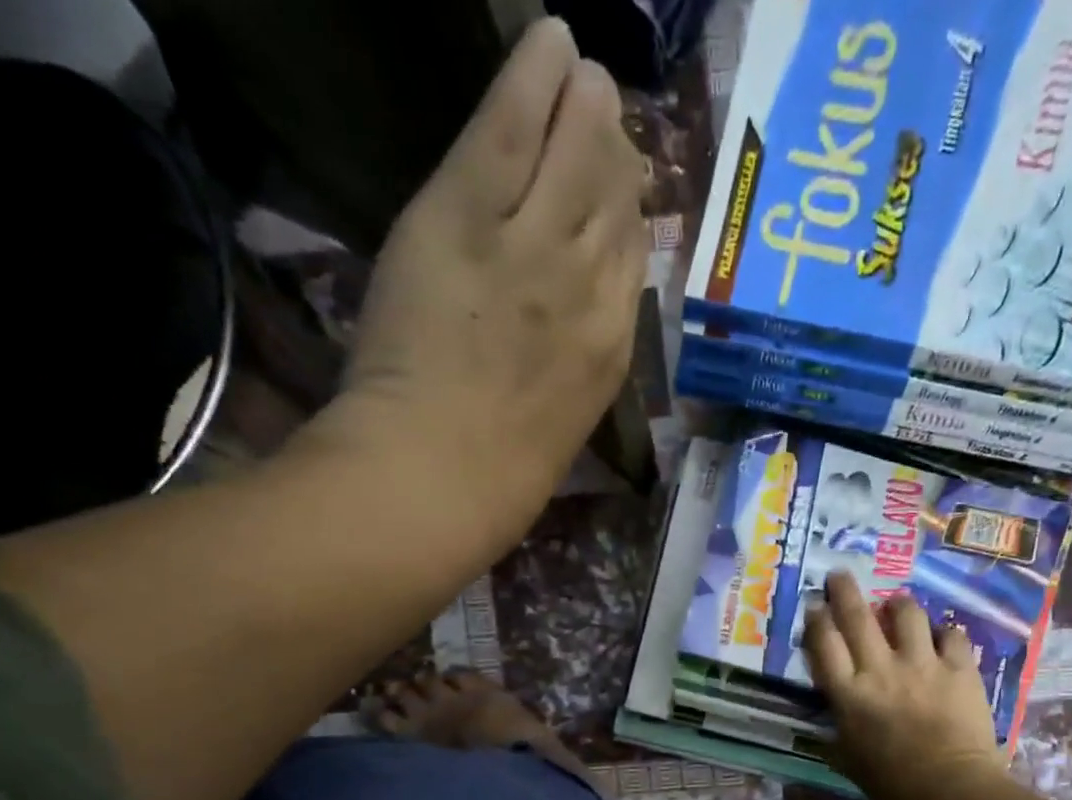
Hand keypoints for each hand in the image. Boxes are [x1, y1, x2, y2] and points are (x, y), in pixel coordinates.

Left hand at [339, 19, 647, 540]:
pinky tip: (549, 38)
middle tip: (601, 110)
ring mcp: (533, 247)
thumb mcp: (560, 433)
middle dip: (612, 151)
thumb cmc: (497, 483)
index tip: (618, 188)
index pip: (634, 259)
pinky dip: (533, 76)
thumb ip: (576, 375)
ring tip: (579, 69)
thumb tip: (580, 340)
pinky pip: (513, 126)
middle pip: (617, 199)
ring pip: (577, 151)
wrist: (437, 480)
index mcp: (611, 351)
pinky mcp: (469, 217)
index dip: (628, 214)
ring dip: (582, 103)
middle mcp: (590, 288)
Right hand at [803, 571, 1006, 799]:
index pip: (824, 645)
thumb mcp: (848, 761)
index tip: (815, 607)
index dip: (817, 621)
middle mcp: (881, 670)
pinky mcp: (959, 668)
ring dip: (898, 605)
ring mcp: (922, 665)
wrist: (952, 788)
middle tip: (839, 575)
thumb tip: (832, 722)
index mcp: (849, 695)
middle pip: (857, 617)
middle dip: (844, 591)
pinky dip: (945, 634)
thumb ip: (838, 733)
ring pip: (907, 614)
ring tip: (896, 605)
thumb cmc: (893, 783)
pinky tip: (943, 639)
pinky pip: (952, 635)